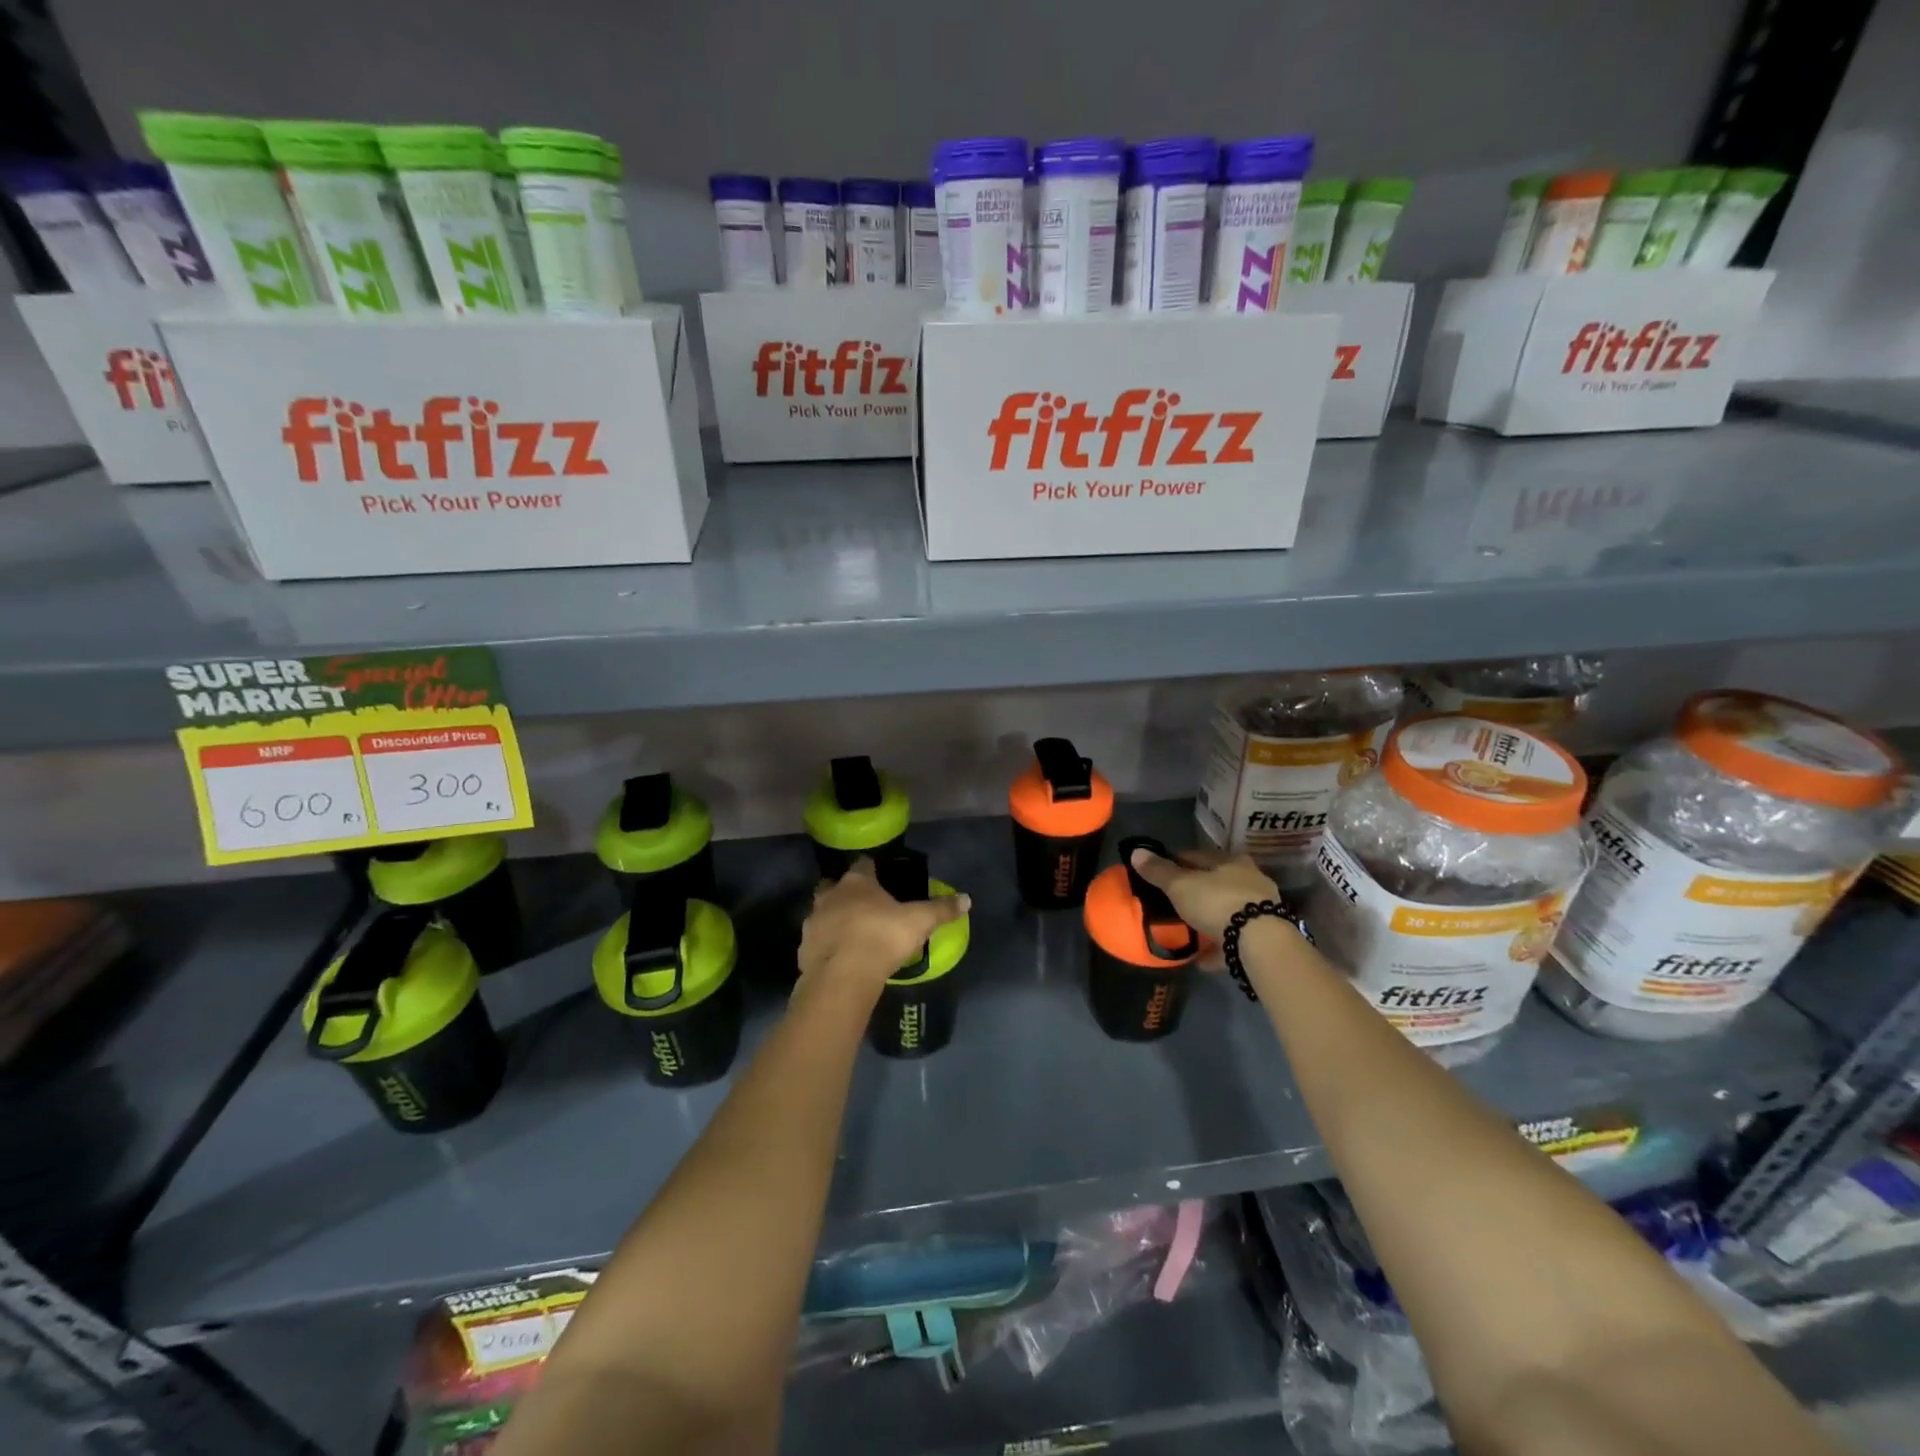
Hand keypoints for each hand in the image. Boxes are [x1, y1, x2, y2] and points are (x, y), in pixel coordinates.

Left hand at [798, 858, 971, 998]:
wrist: (843, 977)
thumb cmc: (882, 937)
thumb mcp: (920, 921)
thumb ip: (941, 909)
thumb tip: (966, 899)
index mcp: (857, 882)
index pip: (862, 864)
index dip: (871, 869)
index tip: (880, 876)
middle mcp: (830, 895)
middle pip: (834, 886)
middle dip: (844, 892)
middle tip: (863, 905)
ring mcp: (813, 922)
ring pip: (821, 913)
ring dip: (833, 919)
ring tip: (851, 934)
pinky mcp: (804, 949)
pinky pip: (816, 942)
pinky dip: (826, 946)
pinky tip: (840, 958)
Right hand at [1128, 846, 1278, 940]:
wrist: (1260, 942)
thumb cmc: (1216, 903)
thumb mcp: (1180, 886)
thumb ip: (1158, 871)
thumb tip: (1136, 851)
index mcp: (1230, 860)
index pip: (1196, 856)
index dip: (1175, 863)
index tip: (1158, 874)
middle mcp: (1250, 879)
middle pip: (1215, 883)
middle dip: (1195, 892)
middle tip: (1173, 904)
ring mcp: (1261, 908)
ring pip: (1227, 910)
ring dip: (1209, 919)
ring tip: (1188, 932)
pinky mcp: (1265, 935)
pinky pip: (1234, 938)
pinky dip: (1218, 945)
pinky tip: (1203, 959)